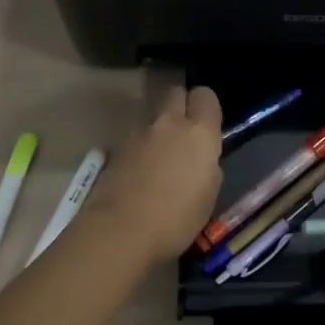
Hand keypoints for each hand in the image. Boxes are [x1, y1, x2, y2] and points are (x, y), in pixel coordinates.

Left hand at [75, 87, 222, 266]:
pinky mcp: (116, 148)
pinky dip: (141, 146)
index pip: (205, 95)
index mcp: (199, 132)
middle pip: (175, 93)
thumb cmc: (176, 219)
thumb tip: (201, 158)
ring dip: (159, 127)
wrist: (120, 231)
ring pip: (153, 115)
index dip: (206, 107)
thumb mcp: (208, 195)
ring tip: (160, 156)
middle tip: (184, 132)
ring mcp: (139, 133)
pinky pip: (136, 137)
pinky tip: (141, 172)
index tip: (208, 126)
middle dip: (181, 105)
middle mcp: (169, 123)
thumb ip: (208, 165)